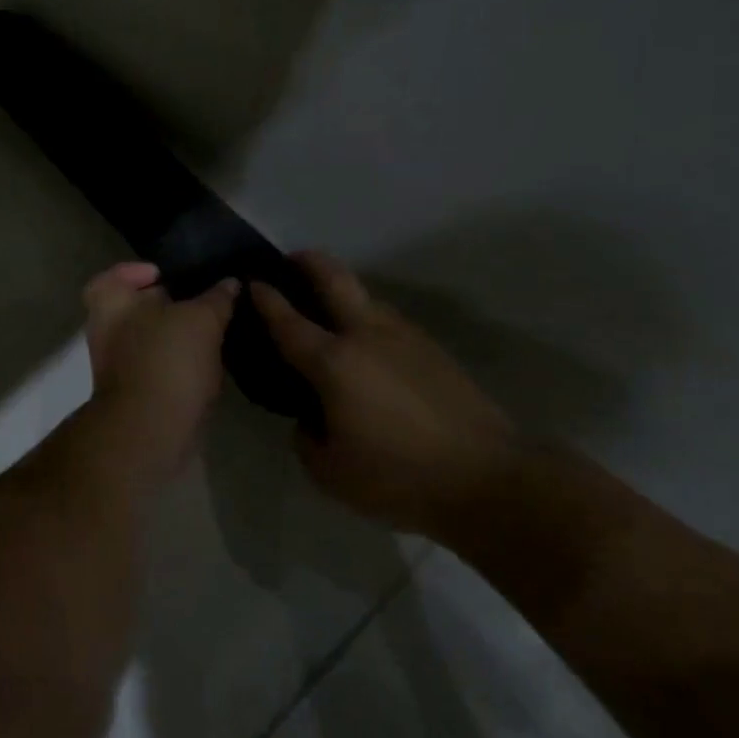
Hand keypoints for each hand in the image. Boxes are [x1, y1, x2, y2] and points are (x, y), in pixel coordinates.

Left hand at [83, 262, 238, 468]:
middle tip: (203, 301)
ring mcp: (119, 366)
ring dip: (178, 336)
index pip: (114, 276)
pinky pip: (159, 368)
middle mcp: (107, 332)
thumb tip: (230, 283)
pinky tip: (211, 363)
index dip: (137, 271)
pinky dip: (180, 364)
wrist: (151, 430)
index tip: (167, 275)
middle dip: (167, 304)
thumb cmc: (168, 360)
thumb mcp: (202, 319)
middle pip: (135, 308)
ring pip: (150, 340)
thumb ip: (216, 298)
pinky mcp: (137, 393)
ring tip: (215, 331)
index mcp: (111, 303)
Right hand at [251, 252, 516, 538]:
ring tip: (329, 308)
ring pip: (367, 297)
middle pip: (334, 279)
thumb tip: (311, 418)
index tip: (252, 282)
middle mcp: (366, 336)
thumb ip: (306, 439)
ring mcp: (405, 337)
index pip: (288, 321)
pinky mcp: (433, 350)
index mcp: (333, 362)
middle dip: (309, 262)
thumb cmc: (397, 476)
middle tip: (292, 259)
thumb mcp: (330, 472)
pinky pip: (389, 322)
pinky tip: (369, 346)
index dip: (266, 299)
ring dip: (343, 291)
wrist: (486, 477)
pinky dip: (369, 320)